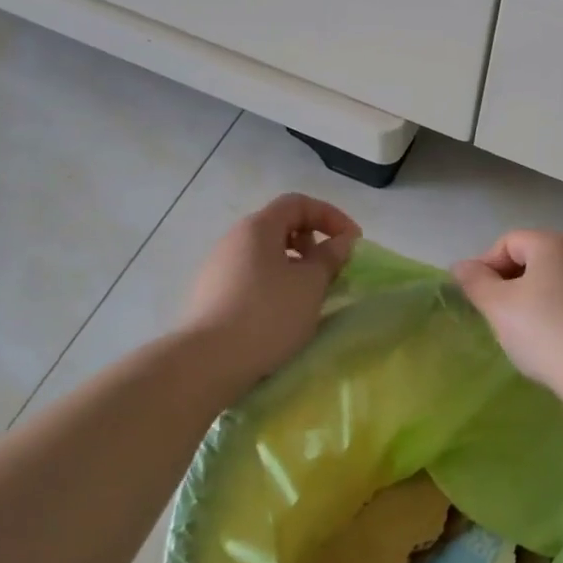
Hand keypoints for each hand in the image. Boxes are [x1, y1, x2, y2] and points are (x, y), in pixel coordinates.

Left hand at [179, 194, 360, 394]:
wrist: (209, 360)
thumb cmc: (267, 314)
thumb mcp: (310, 284)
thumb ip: (329, 257)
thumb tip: (341, 241)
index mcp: (258, 227)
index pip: (298, 203)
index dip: (330, 216)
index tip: (352, 242)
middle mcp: (234, 239)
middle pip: (279, 226)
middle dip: (312, 241)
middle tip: (330, 270)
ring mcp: (218, 267)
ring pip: (265, 254)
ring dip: (294, 266)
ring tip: (309, 295)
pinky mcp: (211, 294)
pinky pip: (251, 277)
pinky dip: (274, 283)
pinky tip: (282, 313)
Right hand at [452, 230, 562, 393]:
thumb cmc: (546, 333)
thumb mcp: (498, 308)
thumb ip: (475, 281)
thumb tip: (463, 266)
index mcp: (555, 244)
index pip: (508, 242)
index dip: (486, 266)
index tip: (477, 299)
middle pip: (539, 259)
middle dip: (516, 282)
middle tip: (502, 317)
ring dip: (545, 298)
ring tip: (535, 333)